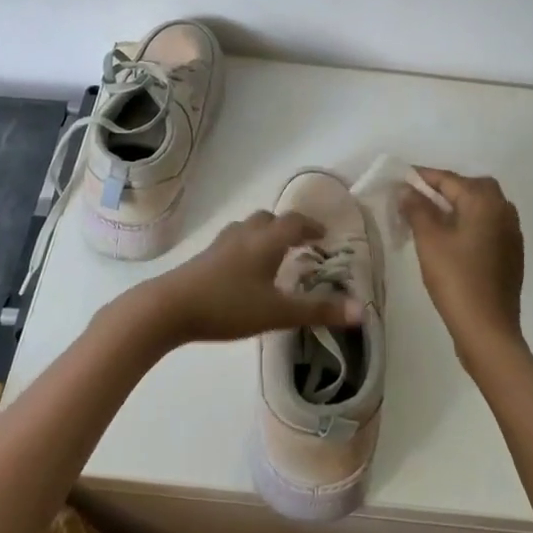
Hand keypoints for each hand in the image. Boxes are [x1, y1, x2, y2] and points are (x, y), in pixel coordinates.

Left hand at [121, 210, 363, 350]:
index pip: (294, 222)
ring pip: (247, 228)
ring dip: (264, 234)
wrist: (170, 308)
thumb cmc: (228, 306)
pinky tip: (242, 271)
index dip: (311, 226)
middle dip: (287, 226)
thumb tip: (362, 311)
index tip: (323, 235)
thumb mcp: (278, 313)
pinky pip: (231, 242)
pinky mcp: (203, 258)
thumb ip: (318, 311)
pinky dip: (245, 247)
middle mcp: (244, 235)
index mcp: (266, 241)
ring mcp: (220, 244)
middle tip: (301, 243)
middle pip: (269, 219)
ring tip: (273, 254)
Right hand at [399, 168, 525, 368]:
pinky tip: (451, 239)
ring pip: (481, 207)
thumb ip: (417, 208)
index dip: (422, 177)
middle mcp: (503, 210)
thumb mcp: (429, 240)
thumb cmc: (456, 279)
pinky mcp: (511, 254)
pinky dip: (469, 223)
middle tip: (417, 198)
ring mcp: (511, 233)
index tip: (400, 178)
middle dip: (444, 188)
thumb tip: (407, 189)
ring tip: (431, 217)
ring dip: (458, 206)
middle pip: (471, 187)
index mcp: (485, 202)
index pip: (449, 179)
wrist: (487, 328)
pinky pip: (488, 225)